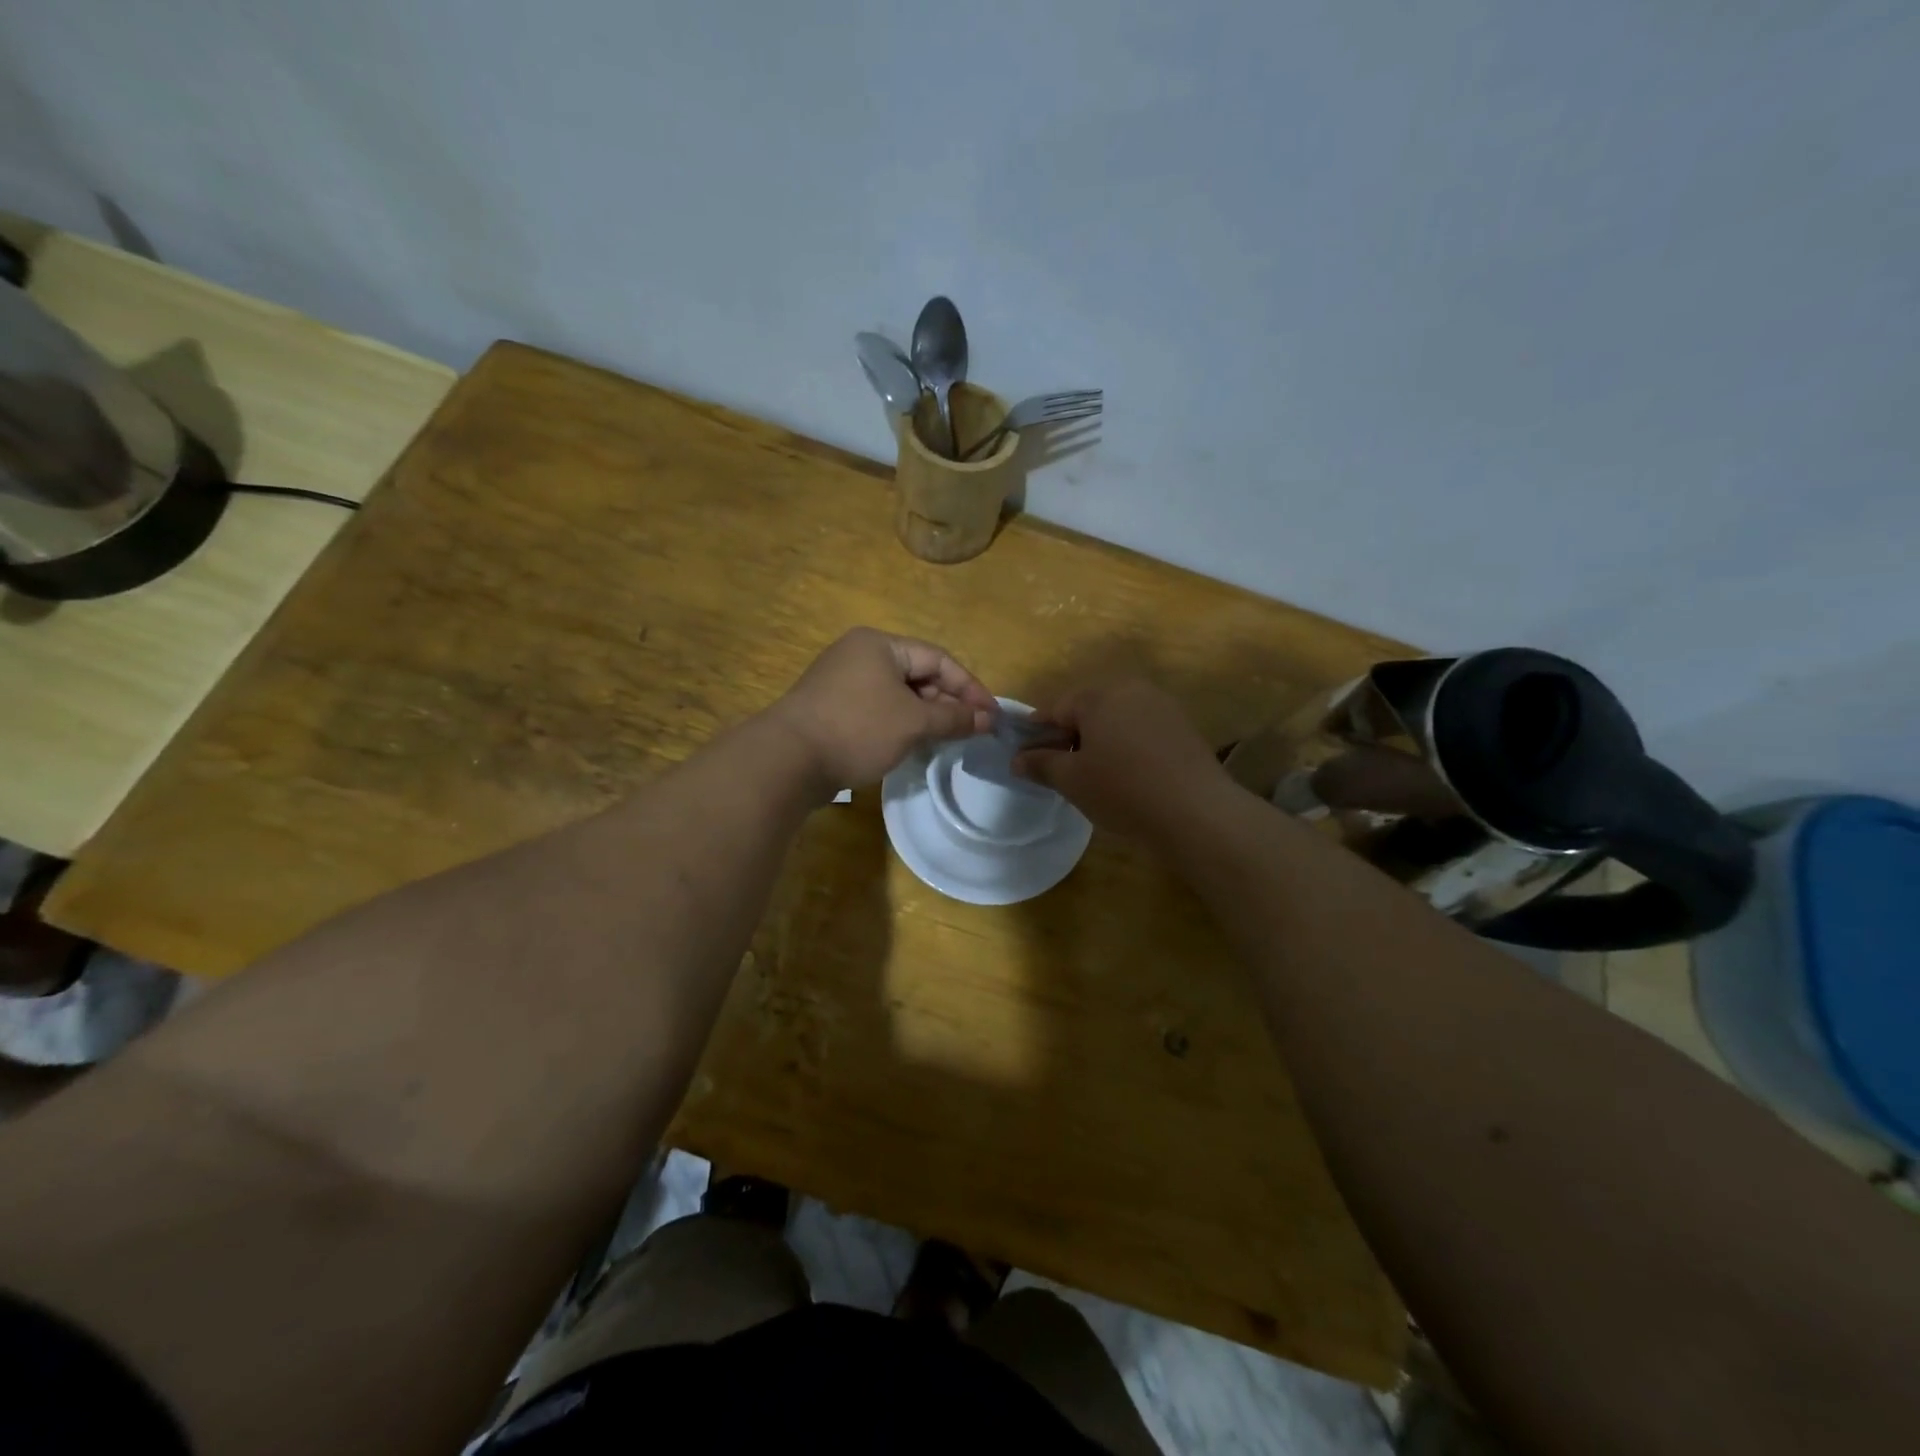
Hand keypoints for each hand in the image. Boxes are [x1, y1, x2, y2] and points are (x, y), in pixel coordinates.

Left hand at [764, 628, 996, 792]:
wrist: (787, 760)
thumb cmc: (857, 729)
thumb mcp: (913, 723)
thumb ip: (953, 718)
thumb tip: (986, 720)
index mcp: (880, 645)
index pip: (938, 659)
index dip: (969, 687)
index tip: (991, 716)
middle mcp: (860, 655)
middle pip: (918, 674)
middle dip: (947, 702)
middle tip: (971, 731)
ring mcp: (842, 681)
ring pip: (898, 693)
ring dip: (926, 714)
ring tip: (948, 739)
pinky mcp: (832, 707)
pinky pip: (878, 708)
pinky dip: (901, 722)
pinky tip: (913, 743)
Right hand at [1013, 678, 1229, 838]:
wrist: (1196, 812)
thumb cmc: (1122, 790)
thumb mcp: (1072, 780)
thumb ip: (1041, 764)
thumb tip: (1017, 759)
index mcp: (1099, 696)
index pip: (1056, 709)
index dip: (1038, 734)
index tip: (1028, 760)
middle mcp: (1131, 690)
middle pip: (1088, 709)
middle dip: (1071, 736)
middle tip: (1062, 770)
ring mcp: (1162, 706)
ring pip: (1117, 719)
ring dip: (1100, 741)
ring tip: (1095, 776)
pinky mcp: (1183, 727)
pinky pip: (1142, 731)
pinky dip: (1127, 747)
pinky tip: (1127, 776)